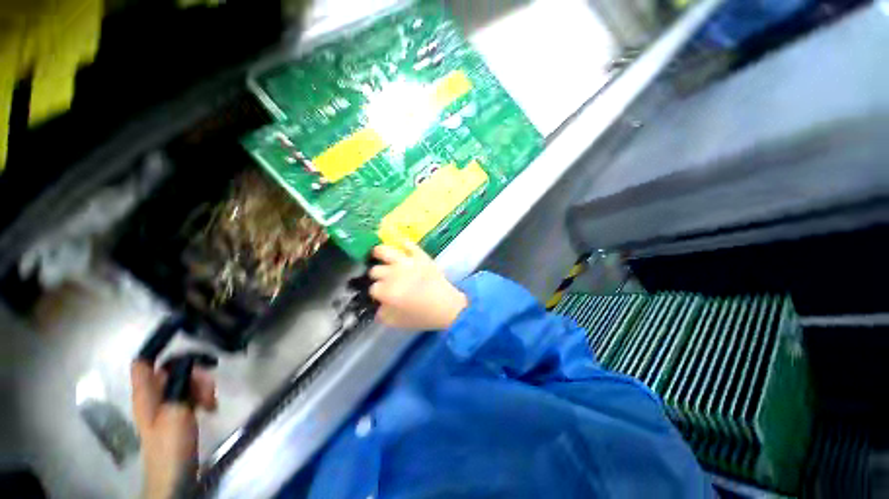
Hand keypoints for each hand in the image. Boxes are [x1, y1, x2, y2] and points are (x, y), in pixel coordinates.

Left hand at [131, 361, 216, 498]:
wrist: (174, 473)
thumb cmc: (170, 443)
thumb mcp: (176, 412)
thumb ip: (180, 384)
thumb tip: (187, 360)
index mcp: (145, 393)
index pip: (143, 362)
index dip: (157, 348)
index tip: (180, 337)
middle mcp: (153, 395)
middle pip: (172, 369)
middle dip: (193, 371)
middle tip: (208, 385)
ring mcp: (166, 404)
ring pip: (185, 380)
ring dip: (201, 385)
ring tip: (211, 401)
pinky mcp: (178, 412)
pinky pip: (190, 393)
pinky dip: (202, 395)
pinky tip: (210, 406)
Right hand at [368, 241, 467, 330]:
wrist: (446, 305)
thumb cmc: (422, 316)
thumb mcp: (397, 322)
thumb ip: (383, 313)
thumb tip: (379, 305)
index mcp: (386, 291)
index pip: (373, 289)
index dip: (377, 293)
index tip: (382, 295)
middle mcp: (392, 274)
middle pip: (375, 270)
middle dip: (378, 276)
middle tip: (384, 280)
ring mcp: (406, 262)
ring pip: (384, 251)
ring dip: (379, 254)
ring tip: (379, 254)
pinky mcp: (420, 256)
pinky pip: (409, 245)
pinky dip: (405, 245)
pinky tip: (403, 248)